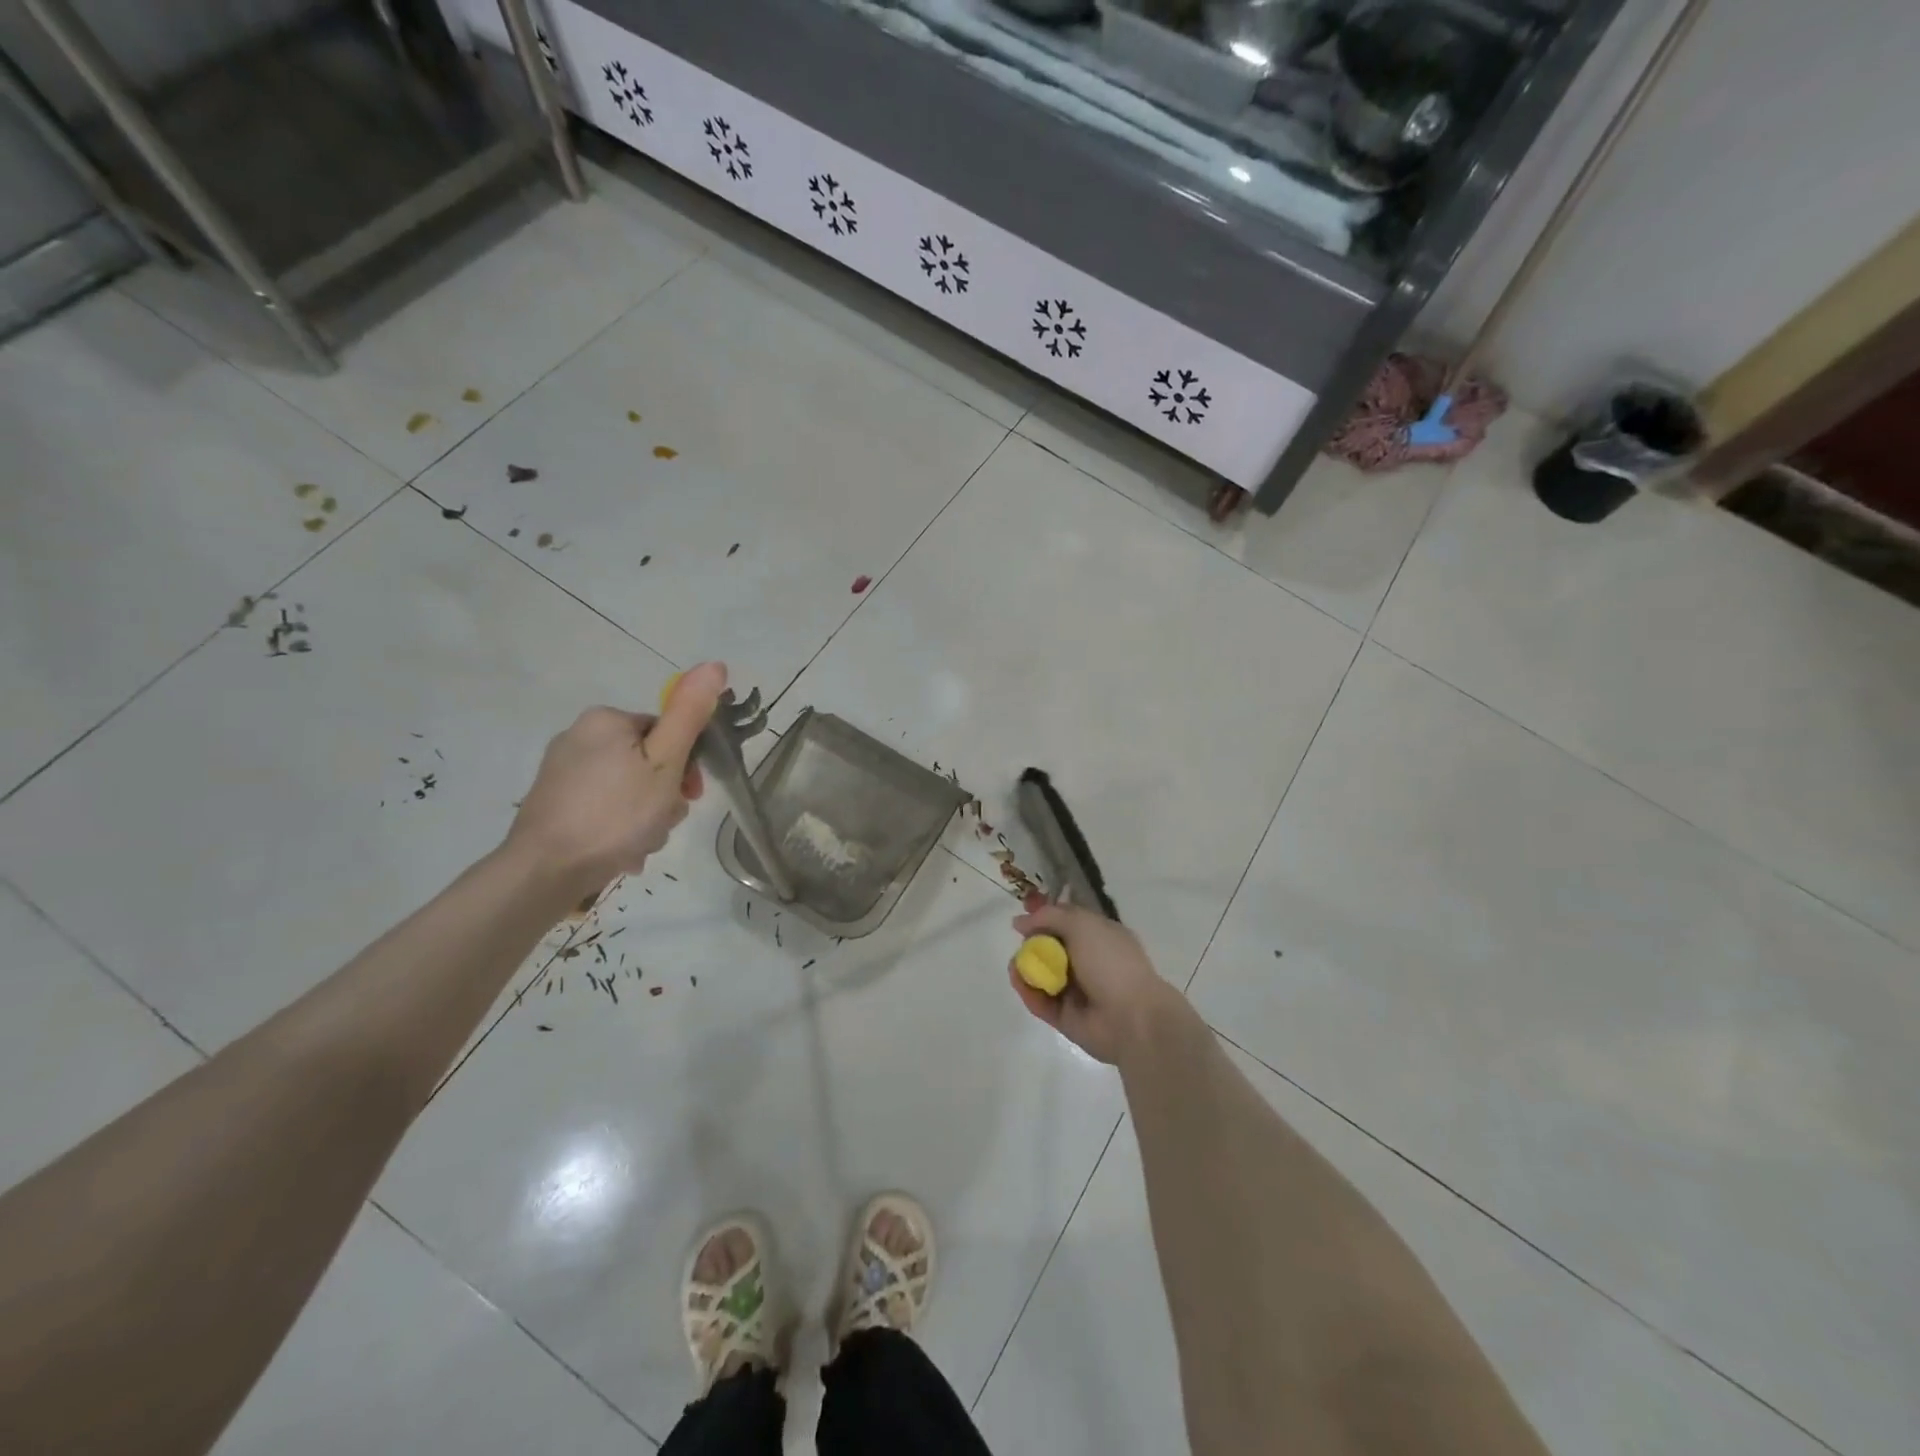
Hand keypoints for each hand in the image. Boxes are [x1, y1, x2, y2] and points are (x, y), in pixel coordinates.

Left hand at [505, 662, 727, 895]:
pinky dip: (620, 828)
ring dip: (646, 817)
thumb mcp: (665, 762)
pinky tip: (621, 852)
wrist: (545, 871)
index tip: (690, 796)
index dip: (688, 766)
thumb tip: (715, 664)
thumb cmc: (615, 814)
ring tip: (640, 844)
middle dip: (665, 797)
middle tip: (662, 823)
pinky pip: (604, 808)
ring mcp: (562, 772)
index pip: (667, 732)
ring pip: (629, 789)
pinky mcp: (554, 803)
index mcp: (607, 720)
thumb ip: (690, 714)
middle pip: (648, 762)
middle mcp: (580, 736)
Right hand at [1006, 902, 1181, 1065]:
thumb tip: (1020, 921)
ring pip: (1043, 974)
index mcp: (1100, 935)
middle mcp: (1089, 961)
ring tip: (1016, 965)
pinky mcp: (1066, 1016)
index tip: (1024, 912)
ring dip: (1026, 967)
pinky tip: (1018, 980)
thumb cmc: (1111, 962)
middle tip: (1021, 941)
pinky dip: (1028, 990)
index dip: (1046, 915)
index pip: (1068, 920)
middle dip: (1032, 942)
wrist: (1132, 1018)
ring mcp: (1077, 990)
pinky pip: (1041, 1000)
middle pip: (1052, 946)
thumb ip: (1050, 916)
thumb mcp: (1082, 925)